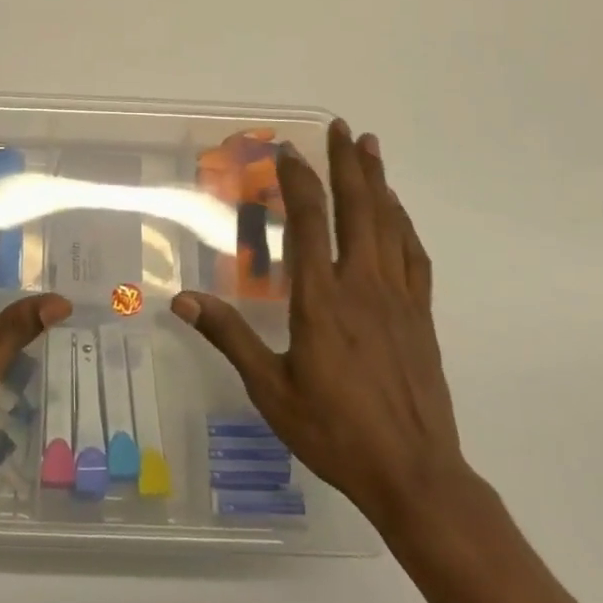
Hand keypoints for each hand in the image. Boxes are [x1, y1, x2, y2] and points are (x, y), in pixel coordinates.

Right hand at [172, 120, 472, 543]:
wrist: (415, 475)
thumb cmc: (334, 432)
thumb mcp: (270, 389)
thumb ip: (229, 337)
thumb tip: (182, 300)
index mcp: (321, 299)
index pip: (310, 221)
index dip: (299, 180)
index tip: (288, 150)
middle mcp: (362, 285)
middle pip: (356, 209)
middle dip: (347, 163)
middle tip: (342, 126)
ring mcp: (397, 298)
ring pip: (388, 224)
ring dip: (378, 181)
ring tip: (370, 146)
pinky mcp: (420, 316)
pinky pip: (413, 256)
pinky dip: (403, 224)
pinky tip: (397, 211)